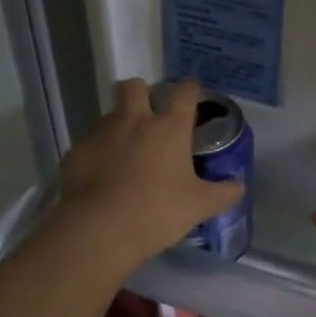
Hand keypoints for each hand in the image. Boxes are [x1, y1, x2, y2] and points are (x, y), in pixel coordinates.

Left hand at [57, 78, 243, 264]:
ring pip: (109, 115)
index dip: (190, 89)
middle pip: (134, 86)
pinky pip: (88, 144)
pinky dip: (97, 154)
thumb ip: (224, 192)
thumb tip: (239, 185)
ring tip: (124, 151)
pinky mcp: (76, 153)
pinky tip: (100, 177)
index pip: (184, 92)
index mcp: (169, 127)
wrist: (99, 230)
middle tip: (148, 115)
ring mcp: (100, 134)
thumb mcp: (200, 206)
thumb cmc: (158, 211)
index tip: (192, 94)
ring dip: (118, 125)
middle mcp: (134, 121)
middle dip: (141, 92)